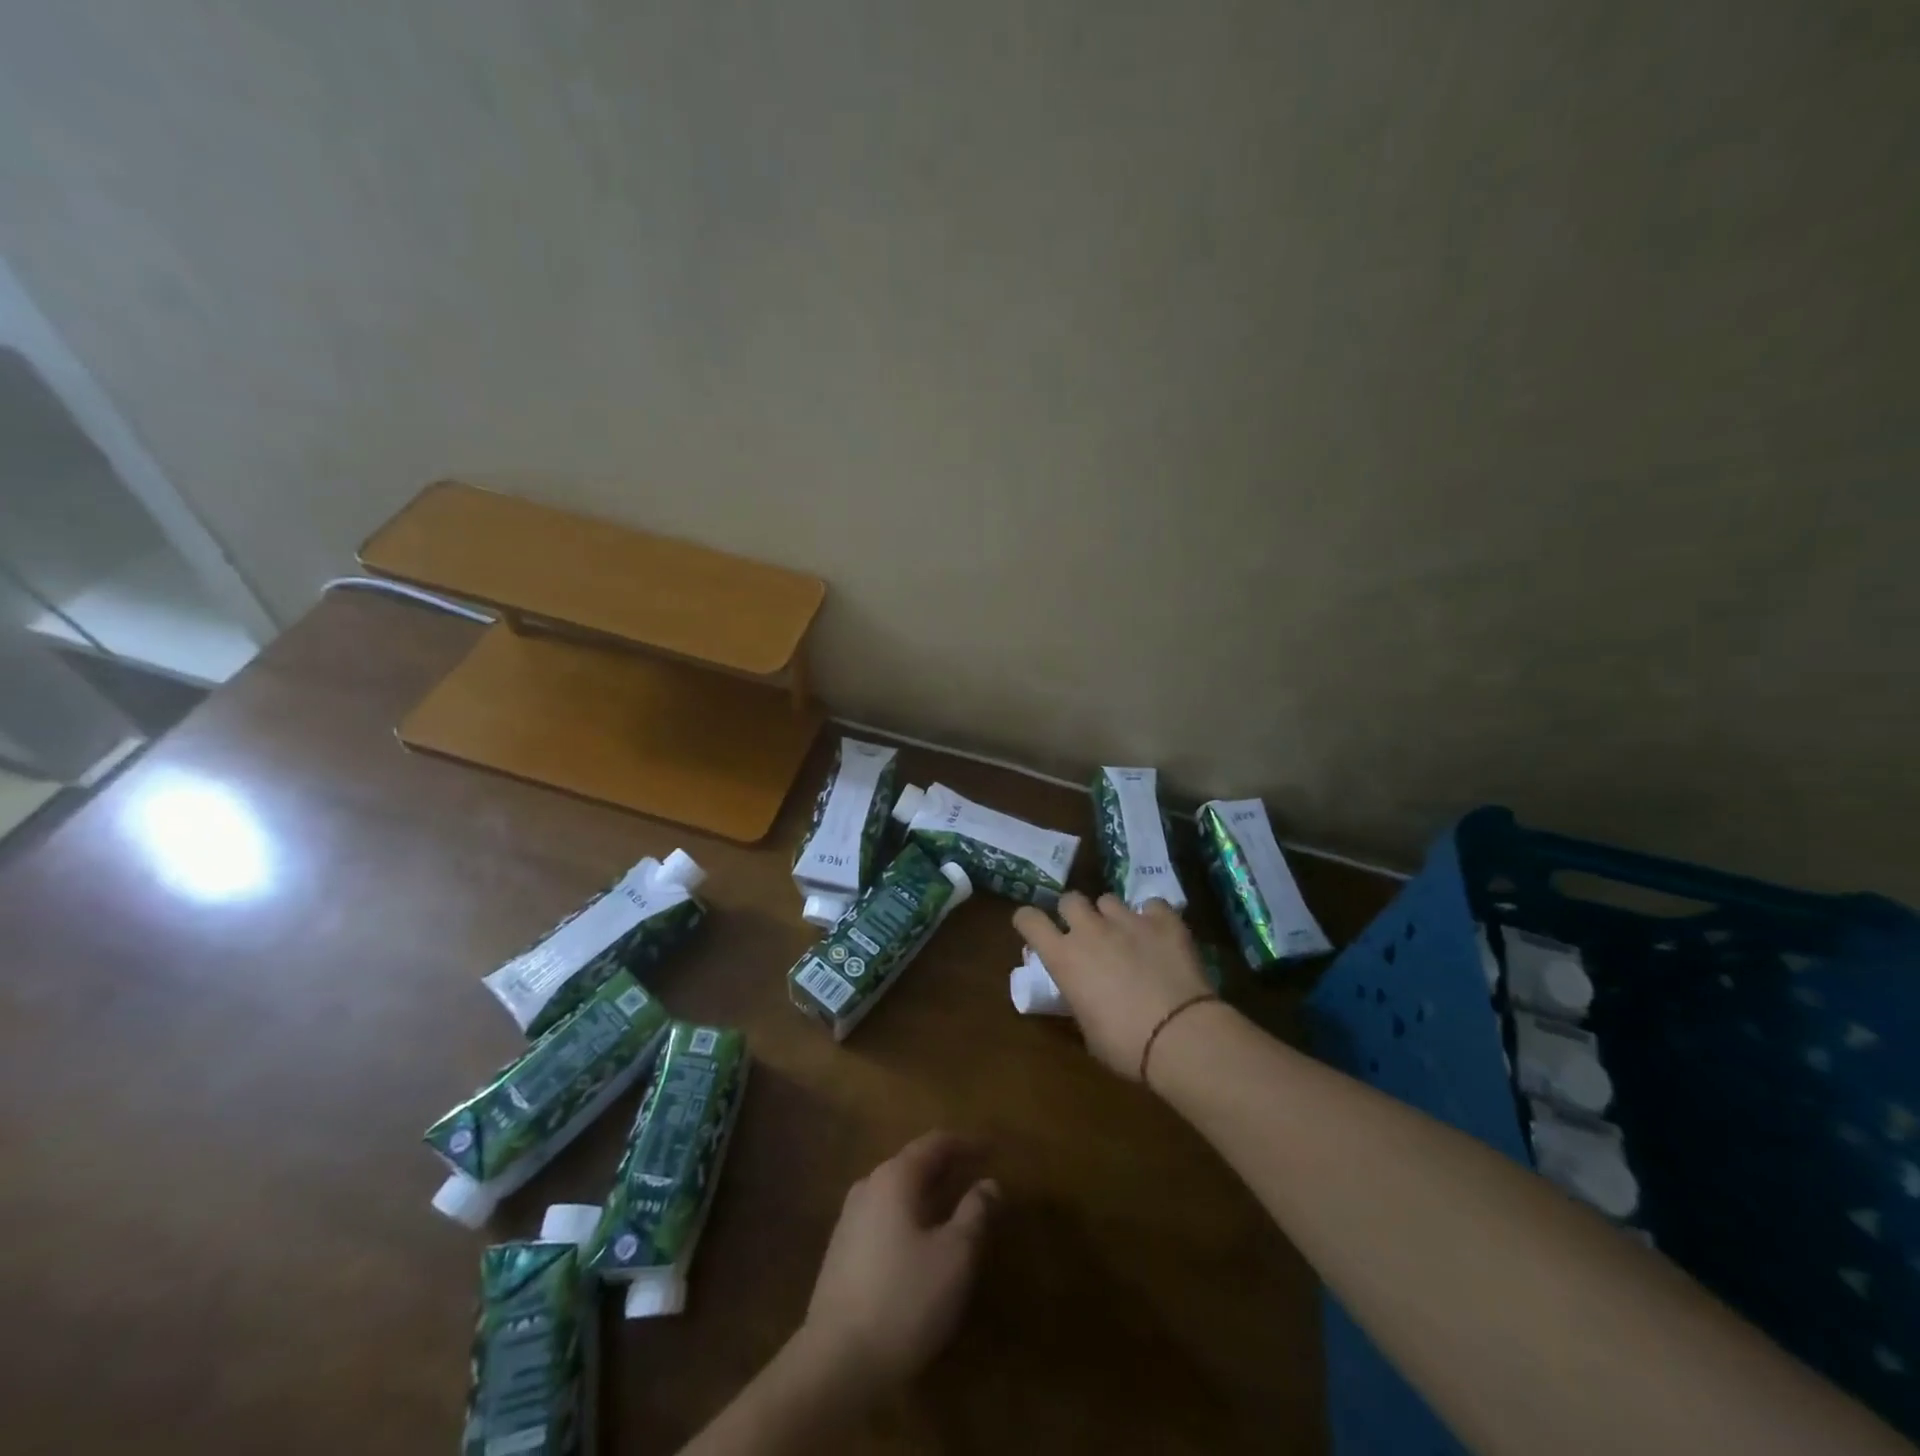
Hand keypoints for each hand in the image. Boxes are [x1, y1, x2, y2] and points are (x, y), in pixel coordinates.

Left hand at [800, 1131, 999, 1389]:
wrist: (834, 1362)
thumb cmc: (904, 1299)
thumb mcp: (955, 1257)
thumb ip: (975, 1213)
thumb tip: (989, 1183)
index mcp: (895, 1177)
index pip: (935, 1143)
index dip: (966, 1143)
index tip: (991, 1148)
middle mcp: (868, 1186)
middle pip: (912, 1164)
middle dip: (945, 1167)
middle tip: (975, 1174)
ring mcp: (849, 1219)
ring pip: (896, 1192)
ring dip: (926, 1193)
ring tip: (952, 1206)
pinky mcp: (841, 1252)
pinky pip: (883, 1217)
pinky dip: (908, 1216)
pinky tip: (920, 1241)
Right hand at [1013, 892, 1214, 1080]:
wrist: (1180, 1036)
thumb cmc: (1125, 1045)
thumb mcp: (1088, 1028)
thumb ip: (1079, 999)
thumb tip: (1083, 993)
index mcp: (1063, 957)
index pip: (1029, 920)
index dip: (1028, 920)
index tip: (1033, 928)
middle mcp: (1090, 930)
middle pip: (1070, 899)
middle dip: (1074, 913)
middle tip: (1086, 934)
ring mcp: (1128, 920)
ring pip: (1109, 900)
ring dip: (1112, 916)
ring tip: (1126, 935)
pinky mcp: (1164, 920)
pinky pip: (1152, 905)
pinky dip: (1153, 917)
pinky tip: (1160, 935)